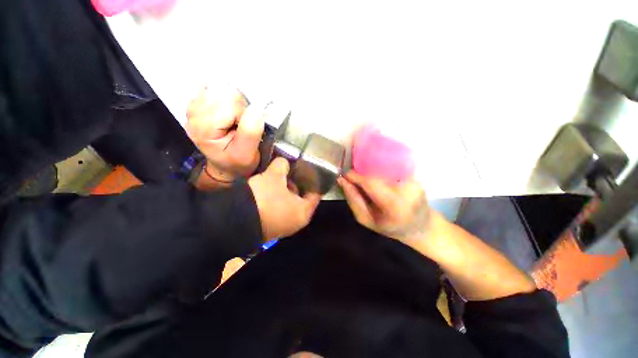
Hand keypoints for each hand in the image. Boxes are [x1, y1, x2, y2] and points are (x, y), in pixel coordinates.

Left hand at [186, 85, 263, 182]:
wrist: (225, 165)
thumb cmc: (237, 161)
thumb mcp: (246, 154)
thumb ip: (251, 132)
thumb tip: (257, 108)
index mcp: (204, 128)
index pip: (230, 104)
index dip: (245, 114)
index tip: (246, 129)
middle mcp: (194, 114)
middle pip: (224, 92)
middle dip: (239, 107)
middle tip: (240, 124)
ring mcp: (194, 106)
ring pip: (221, 88)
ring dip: (234, 103)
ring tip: (234, 120)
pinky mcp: (199, 103)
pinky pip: (216, 89)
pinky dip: (226, 99)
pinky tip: (226, 113)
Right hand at [249, 158, 320, 238]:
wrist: (234, 221)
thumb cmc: (264, 198)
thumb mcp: (274, 176)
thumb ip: (282, 166)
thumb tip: (283, 162)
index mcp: (304, 211)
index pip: (315, 194)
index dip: (313, 181)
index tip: (309, 171)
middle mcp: (296, 221)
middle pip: (301, 198)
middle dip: (295, 184)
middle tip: (291, 172)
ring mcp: (282, 226)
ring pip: (288, 204)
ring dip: (284, 191)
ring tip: (277, 178)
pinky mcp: (269, 227)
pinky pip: (278, 209)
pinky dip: (276, 199)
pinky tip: (268, 189)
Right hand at [338, 172, 431, 247]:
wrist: (422, 226)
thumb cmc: (391, 228)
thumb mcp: (367, 220)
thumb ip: (354, 200)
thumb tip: (342, 181)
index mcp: (394, 204)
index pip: (371, 182)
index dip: (355, 176)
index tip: (343, 174)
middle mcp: (406, 189)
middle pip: (377, 172)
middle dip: (361, 171)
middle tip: (352, 176)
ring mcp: (413, 180)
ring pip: (384, 167)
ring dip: (370, 169)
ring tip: (363, 175)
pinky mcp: (416, 175)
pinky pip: (392, 167)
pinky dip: (380, 169)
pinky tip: (376, 175)